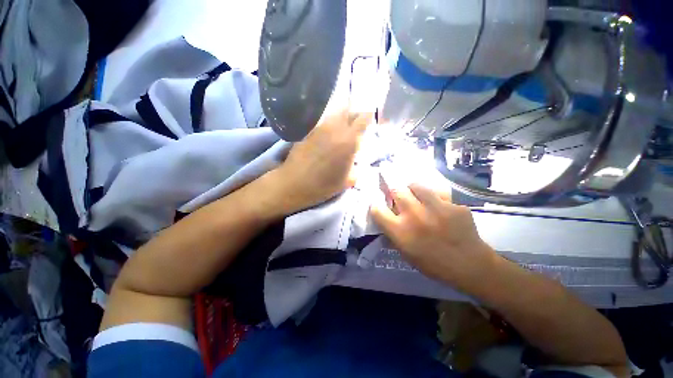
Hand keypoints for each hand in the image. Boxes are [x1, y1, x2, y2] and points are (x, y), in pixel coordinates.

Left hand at [276, 110, 372, 211]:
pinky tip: (331, 133)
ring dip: (344, 116)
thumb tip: (356, 158)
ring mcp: (321, 127)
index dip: (369, 116)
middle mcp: (335, 129)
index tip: (371, 120)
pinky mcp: (310, 130)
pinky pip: (325, 120)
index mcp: (348, 141)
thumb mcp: (348, 181)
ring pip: (336, 113)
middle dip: (356, 114)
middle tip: (358, 123)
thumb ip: (357, 166)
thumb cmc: (323, 186)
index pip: (363, 118)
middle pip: (350, 110)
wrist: (294, 183)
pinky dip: (332, 122)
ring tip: (345, 127)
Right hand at [370, 183, 497, 292]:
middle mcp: (414, 215)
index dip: (375, 206)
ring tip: (416, 195)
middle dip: (393, 190)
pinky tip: (439, 206)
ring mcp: (435, 207)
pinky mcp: (452, 204)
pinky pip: (438, 194)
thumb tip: (385, 222)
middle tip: (397, 194)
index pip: (377, 210)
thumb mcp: (406, 254)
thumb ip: (394, 235)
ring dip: (412, 189)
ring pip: (416, 185)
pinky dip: (434, 198)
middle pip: (396, 190)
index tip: (379, 205)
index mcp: (401, 231)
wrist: (470, 266)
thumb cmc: (433, 264)